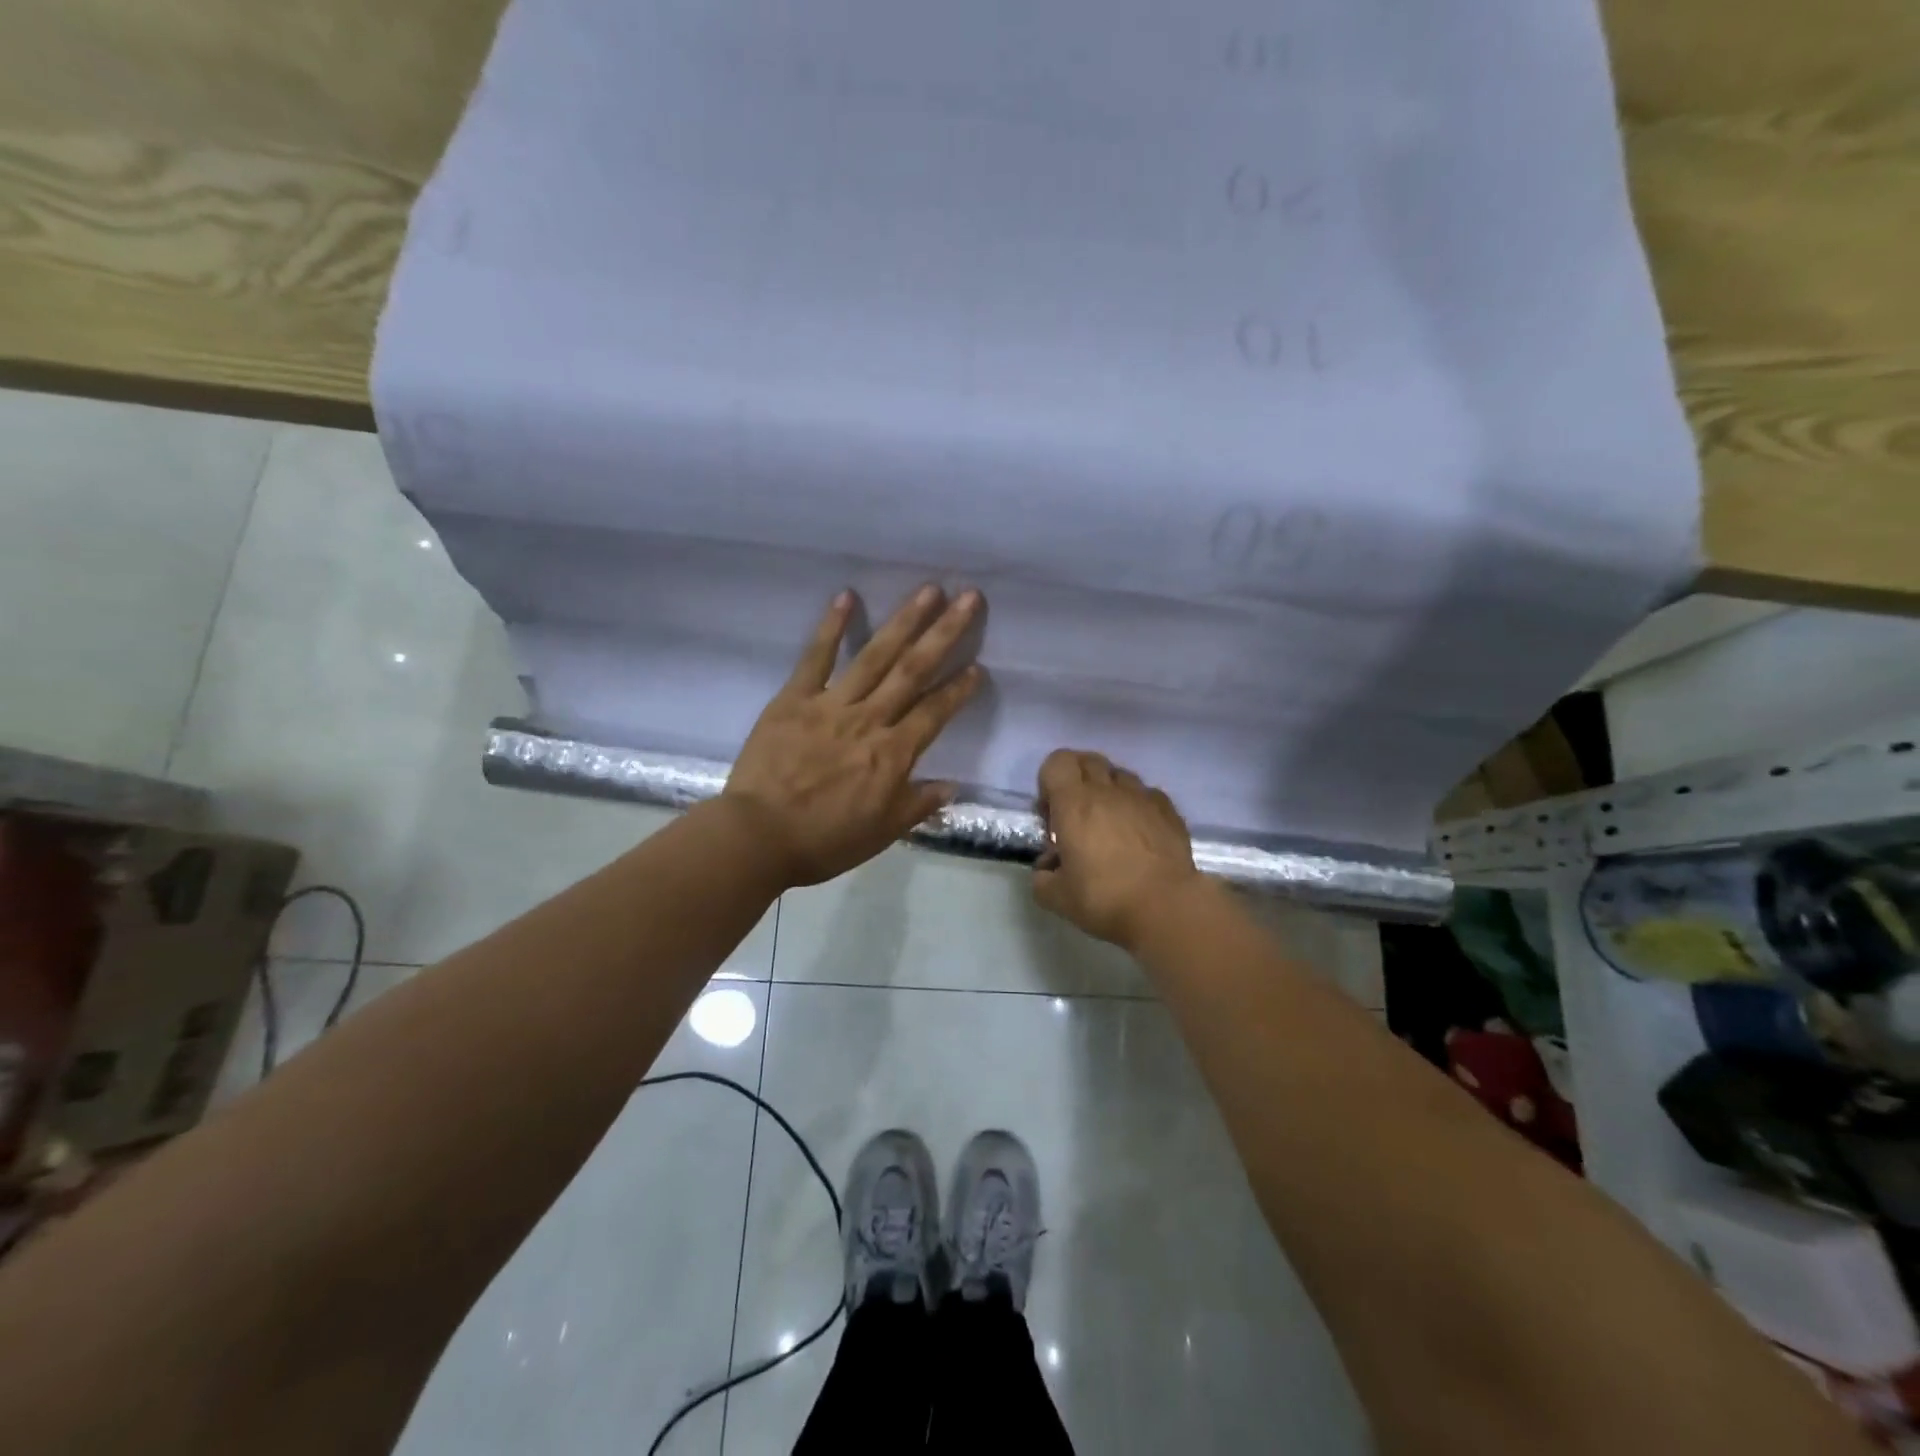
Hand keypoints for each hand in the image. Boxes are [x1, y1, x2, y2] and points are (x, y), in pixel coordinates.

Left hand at [722, 585, 983, 887]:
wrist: (757, 837)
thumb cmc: (823, 841)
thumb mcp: (880, 833)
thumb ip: (917, 805)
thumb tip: (952, 786)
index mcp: (892, 755)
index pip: (935, 714)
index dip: (959, 689)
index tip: (979, 666)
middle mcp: (869, 720)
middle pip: (913, 671)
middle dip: (945, 633)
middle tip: (970, 598)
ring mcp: (831, 705)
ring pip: (875, 656)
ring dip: (904, 620)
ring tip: (929, 590)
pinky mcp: (794, 699)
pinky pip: (816, 658)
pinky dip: (831, 626)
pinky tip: (847, 596)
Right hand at [1031, 750, 1200, 950]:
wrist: (1166, 909)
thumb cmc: (1105, 899)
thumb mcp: (1057, 897)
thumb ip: (1042, 877)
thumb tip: (1048, 866)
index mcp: (1074, 803)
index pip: (1057, 762)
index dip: (1048, 781)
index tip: (1051, 814)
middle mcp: (1108, 791)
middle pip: (1088, 760)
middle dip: (1076, 779)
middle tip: (1075, 815)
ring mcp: (1143, 797)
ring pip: (1119, 774)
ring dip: (1108, 790)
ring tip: (1109, 823)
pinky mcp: (1169, 811)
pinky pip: (1146, 794)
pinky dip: (1136, 805)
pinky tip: (1138, 833)